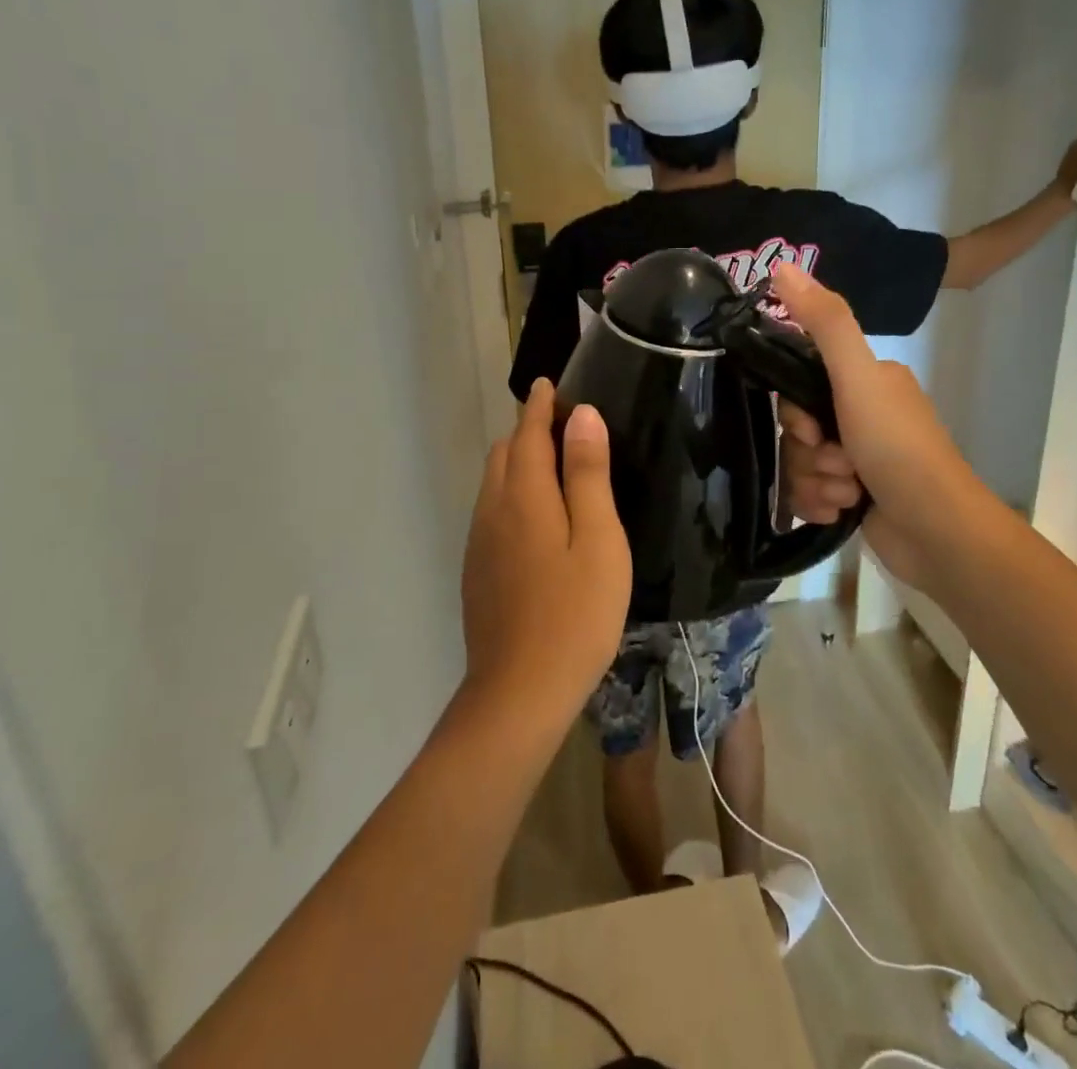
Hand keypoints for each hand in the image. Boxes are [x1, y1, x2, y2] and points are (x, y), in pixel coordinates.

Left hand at [461, 380, 630, 713]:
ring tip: (553, 465)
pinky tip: (536, 517)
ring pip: (494, 484)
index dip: (540, 405)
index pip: (527, 433)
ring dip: (518, 462)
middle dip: (528, 430)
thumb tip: (582, 416)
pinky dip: (512, 493)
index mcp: (523, 496)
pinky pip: (492, 512)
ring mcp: (480, 544)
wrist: (519, 693)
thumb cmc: (575, 614)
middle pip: (504, 453)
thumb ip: (588, 475)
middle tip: (565, 427)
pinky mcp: (478, 572)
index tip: (550, 384)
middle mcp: (493, 511)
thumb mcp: (598, 540)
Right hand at [772, 265, 979, 580]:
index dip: (796, 413)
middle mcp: (863, 414)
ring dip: (816, 483)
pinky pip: (811, 494)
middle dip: (810, 455)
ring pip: (802, 465)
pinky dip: (820, 505)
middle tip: (840, 465)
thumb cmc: (898, 448)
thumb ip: (823, 323)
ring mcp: (860, 458)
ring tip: (848, 495)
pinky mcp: (856, 497)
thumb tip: (781, 265)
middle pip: (798, 430)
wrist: (939, 533)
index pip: (800, 386)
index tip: (812, 430)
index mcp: (867, 381)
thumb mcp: (858, 379)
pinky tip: (842, 513)